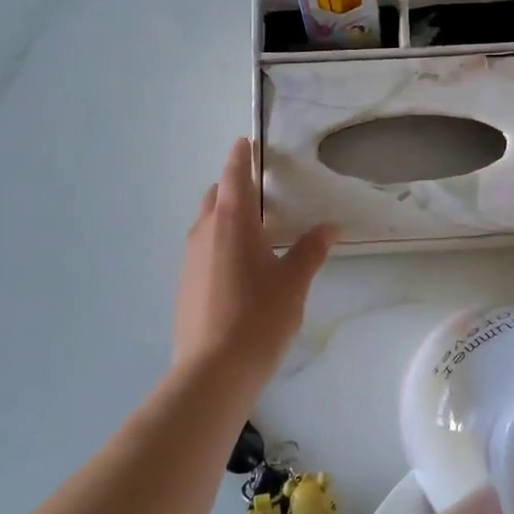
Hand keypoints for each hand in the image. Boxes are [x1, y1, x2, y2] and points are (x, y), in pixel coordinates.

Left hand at [173, 138, 336, 393]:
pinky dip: (218, 242)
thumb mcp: (293, 282)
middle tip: (261, 193)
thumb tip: (329, 227)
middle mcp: (204, 232)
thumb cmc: (258, 317)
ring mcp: (189, 258)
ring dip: (226, 216)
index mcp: (231, 221)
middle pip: (216, 196)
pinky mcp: (183, 283)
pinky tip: (239, 267)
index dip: (241, 156)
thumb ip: (310, 250)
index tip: (246, 142)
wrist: (213, 371)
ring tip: (255, 231)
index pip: (234, 175)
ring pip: (206, 223)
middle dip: (234, 188)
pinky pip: (202, 248)